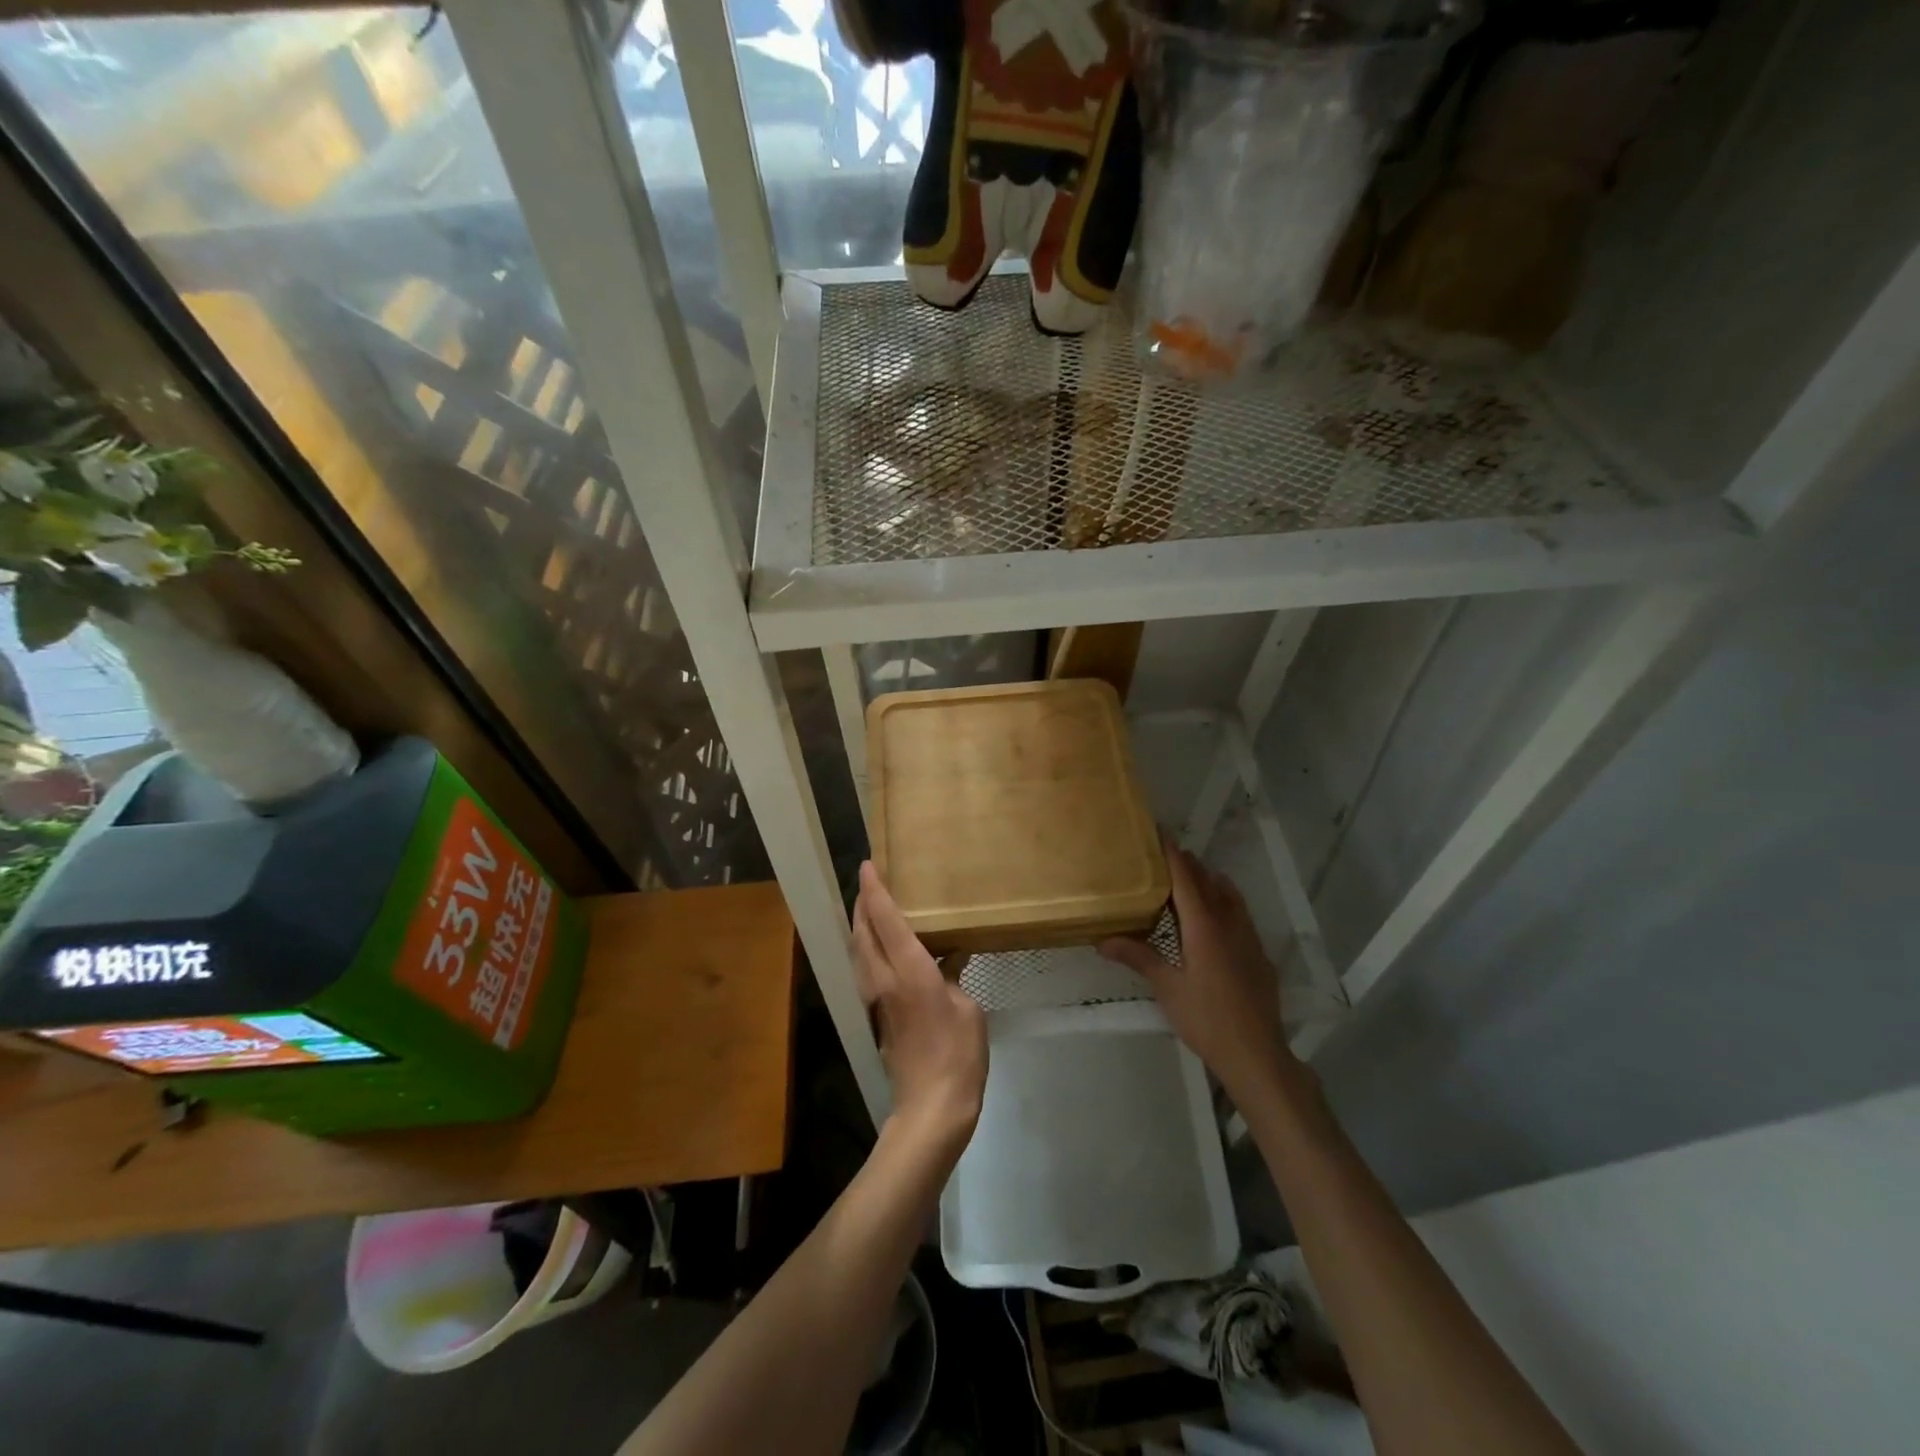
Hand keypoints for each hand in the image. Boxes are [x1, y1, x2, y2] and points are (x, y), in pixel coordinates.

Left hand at [853, 862, 988, 1150]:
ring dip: (860, 925)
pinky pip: (864, 968)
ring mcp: (874, 998)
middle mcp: (883, 978)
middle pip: (861, 931)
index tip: (867, 865)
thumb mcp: (969, 1008)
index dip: (874, 889)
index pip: (885, 918)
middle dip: (861, 903)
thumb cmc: (958, 1053)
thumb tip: (950, 958)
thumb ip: (954, 977)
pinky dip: (867, 948)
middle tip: (870, 883)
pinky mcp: (875, 1015)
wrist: (931, 1107)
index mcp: (909, 970)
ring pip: (858, 951)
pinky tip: (884, 949)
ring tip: (873, 910)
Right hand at [1099, 844, 1293, 1099]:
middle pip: (1209, 882)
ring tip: (1189, 878)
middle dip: (1189, 865)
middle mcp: (1229, 924)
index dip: (1172, 854)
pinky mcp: (1258, 954)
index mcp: (1205, 927)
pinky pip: (1240, 914)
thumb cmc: (1206, 1018)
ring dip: (1209, 881)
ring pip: (1229, 896)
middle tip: (1165, 856)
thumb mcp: (1167, 987)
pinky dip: (1224, 902)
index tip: (1159, 832)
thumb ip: (1138, 957)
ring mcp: (1248, 938)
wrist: (1257, 1053)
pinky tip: (1214, 918)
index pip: (1186, 879)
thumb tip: (1102, 940)